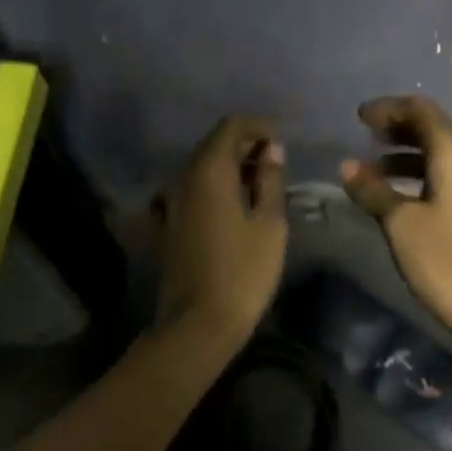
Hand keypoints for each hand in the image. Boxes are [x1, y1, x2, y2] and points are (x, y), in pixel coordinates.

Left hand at [154, 116, 288, 344]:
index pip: (231, 126)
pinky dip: (217, 185)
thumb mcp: (269, 224)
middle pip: (213, 143)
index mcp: (209, 171)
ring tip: (262, 183)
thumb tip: (271, 150)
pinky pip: (195, 188)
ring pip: (203, 166)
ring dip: (231, 165)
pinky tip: (237, 204)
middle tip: (275, 162)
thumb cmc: (243, 272)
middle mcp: (184, 177)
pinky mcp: (169, 221)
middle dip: (245, 144)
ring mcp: (172, 200)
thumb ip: (270, 180)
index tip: (281, 142)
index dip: (258, 127)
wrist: (196, 323)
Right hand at [341, 96, 451, 340]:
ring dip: (405, 153)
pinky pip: (442, 176)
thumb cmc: (445, 259)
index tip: (360, 117)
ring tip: (373, 167)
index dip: (389, 108)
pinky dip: (416, 174)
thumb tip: (347, 165)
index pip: (422, 112)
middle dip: (397, 127)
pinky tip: (396, 193)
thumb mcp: (400, 223)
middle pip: (432, 130)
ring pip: (437, 155)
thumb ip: (373, 190)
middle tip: (364, 134)